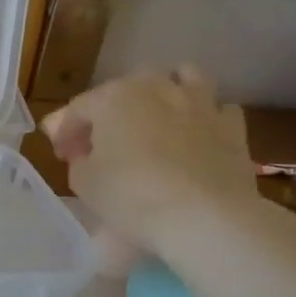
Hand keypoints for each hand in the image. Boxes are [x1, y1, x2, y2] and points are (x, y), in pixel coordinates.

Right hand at [42, 66, 256, 255]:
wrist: (206, 218)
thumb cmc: (132, 196)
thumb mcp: (84, 182)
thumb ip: (80, 159)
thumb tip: (89, 154)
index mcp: (111, 98)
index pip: (77, 109)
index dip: (65, 132)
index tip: (63, 157)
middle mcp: (154, 88)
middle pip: (125, 88)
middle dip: (109, 111)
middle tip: (102, 142)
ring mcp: (198, 103)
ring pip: (182, 77)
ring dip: (166, 91)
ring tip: (158, 115)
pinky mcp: (233, 127)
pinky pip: (218, 109)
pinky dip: (205, 116)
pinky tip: (198, 134)